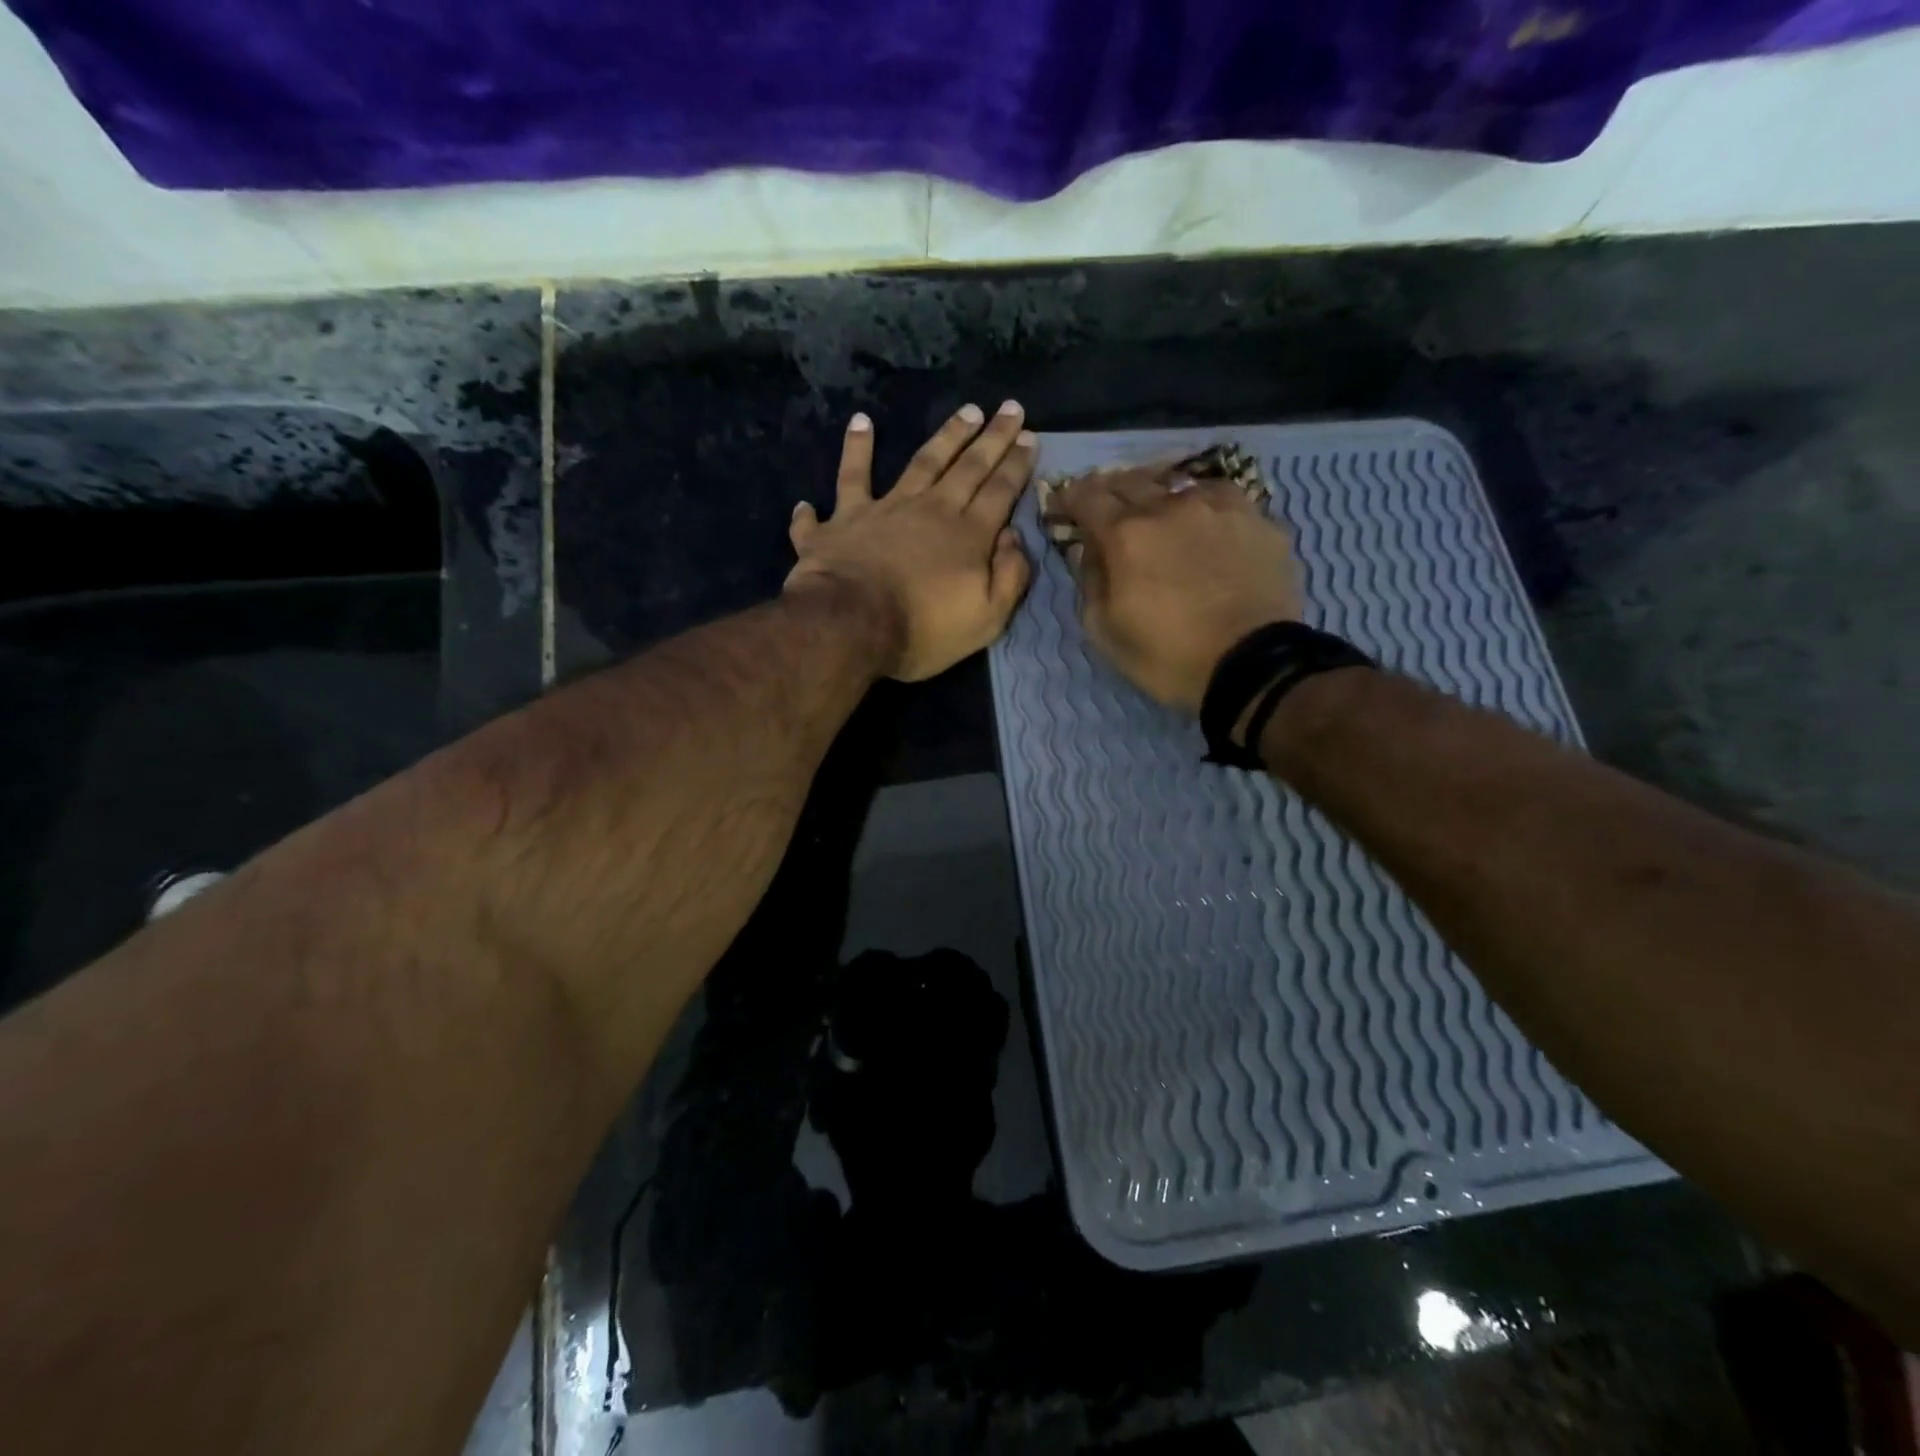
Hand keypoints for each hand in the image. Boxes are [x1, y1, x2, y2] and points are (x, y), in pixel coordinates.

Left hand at [785, 403, 1035, 681]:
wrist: (849, 626)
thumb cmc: (921, 631)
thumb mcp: (986, 620)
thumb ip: (1009, 577)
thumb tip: (1014, 537)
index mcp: (967, 536)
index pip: (1000, 491)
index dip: (1017, 464)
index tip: (1031, 436)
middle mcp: (930, 510)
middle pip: (968, 467)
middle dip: (992, 437)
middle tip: (1009, 408)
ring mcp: (885, 509)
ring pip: (920, 461)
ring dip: (945, 435)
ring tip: (964, 410)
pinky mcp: (844, 518)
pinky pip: (848, 479)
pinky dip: (853, 450)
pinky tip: (859, 423)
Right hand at [1049, 462, 1303, 711]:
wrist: (1253, 666)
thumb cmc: (1169, 657)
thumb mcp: (1106, 632)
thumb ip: (1090, 582)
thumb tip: (1087, 550)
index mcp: (1126, 535)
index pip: (1087, 496)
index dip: (1070, 497)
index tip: (1064, 506)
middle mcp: (1169, 507)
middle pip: (1129, 481)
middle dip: (1109, 491)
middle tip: (1104, 506)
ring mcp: (1217, 507)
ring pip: (1177, 483)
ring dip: (1156, 494)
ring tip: (1156, 510)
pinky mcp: (1256, 518)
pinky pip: (1220, 496)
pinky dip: (1201, 503)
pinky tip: (1204, 520)